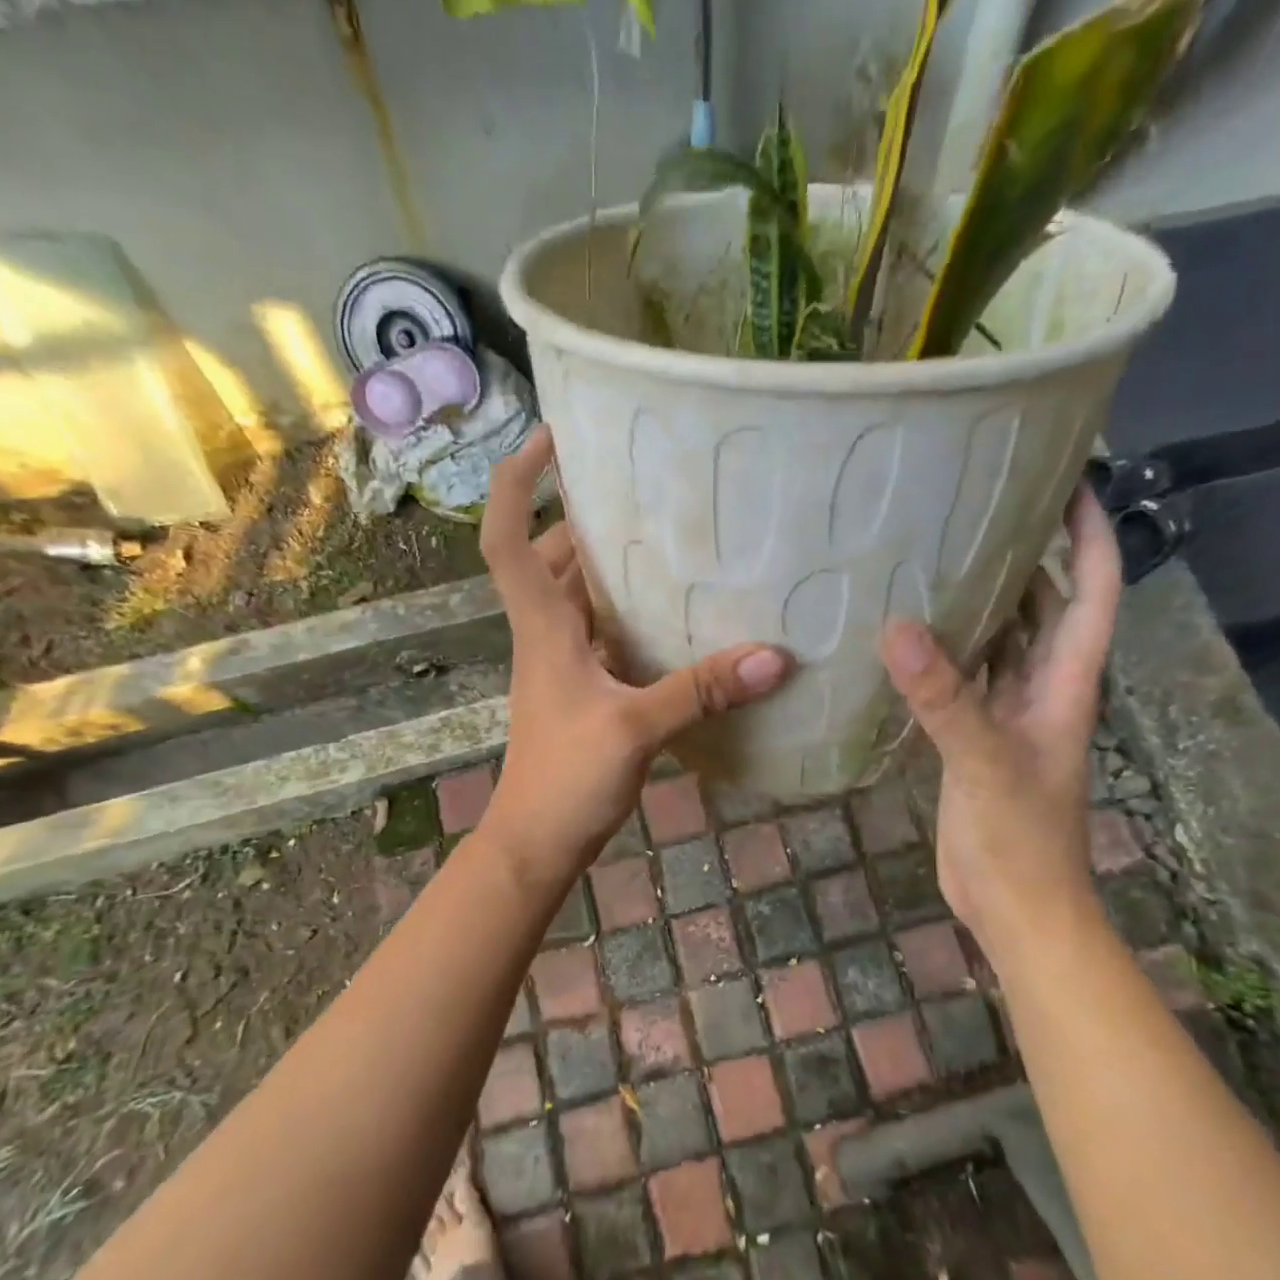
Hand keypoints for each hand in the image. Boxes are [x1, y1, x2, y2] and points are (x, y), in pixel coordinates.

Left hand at [475, 427, 790, 890]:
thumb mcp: (634, 729)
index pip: (504, 536)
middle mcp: (546, 633)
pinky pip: (604, 632)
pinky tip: (678, 612)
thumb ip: (701, 690)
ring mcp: (563, 662)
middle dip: (586, 516)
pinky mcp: (584, 688)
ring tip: (671, 535)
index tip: (551, 436)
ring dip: (612, 564)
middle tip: (645, 487)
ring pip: (580, 594)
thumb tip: (774, 656)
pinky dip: (631, 613)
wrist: (536, 842)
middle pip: (551, 556)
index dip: (515, 480)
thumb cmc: (565, 779)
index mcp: (542, 626)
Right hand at [879, 485, 1120, 950]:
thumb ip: (944, 697)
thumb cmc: (1020, 837)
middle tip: (979, 503)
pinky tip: (906, 630)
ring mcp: (1006, 712)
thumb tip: (896, 626)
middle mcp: (1041, 686)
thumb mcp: (983, 761)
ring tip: (936, 550)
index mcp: (1064, 681)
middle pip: (1045, 604)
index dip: (1089, 534)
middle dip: (1028, 552)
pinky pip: (963, 674)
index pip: (1091, 590)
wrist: (1014, 905)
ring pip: (1002, 638)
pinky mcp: (972, 735)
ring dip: (982, 597)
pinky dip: (943, 648)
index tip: (1070, 479)